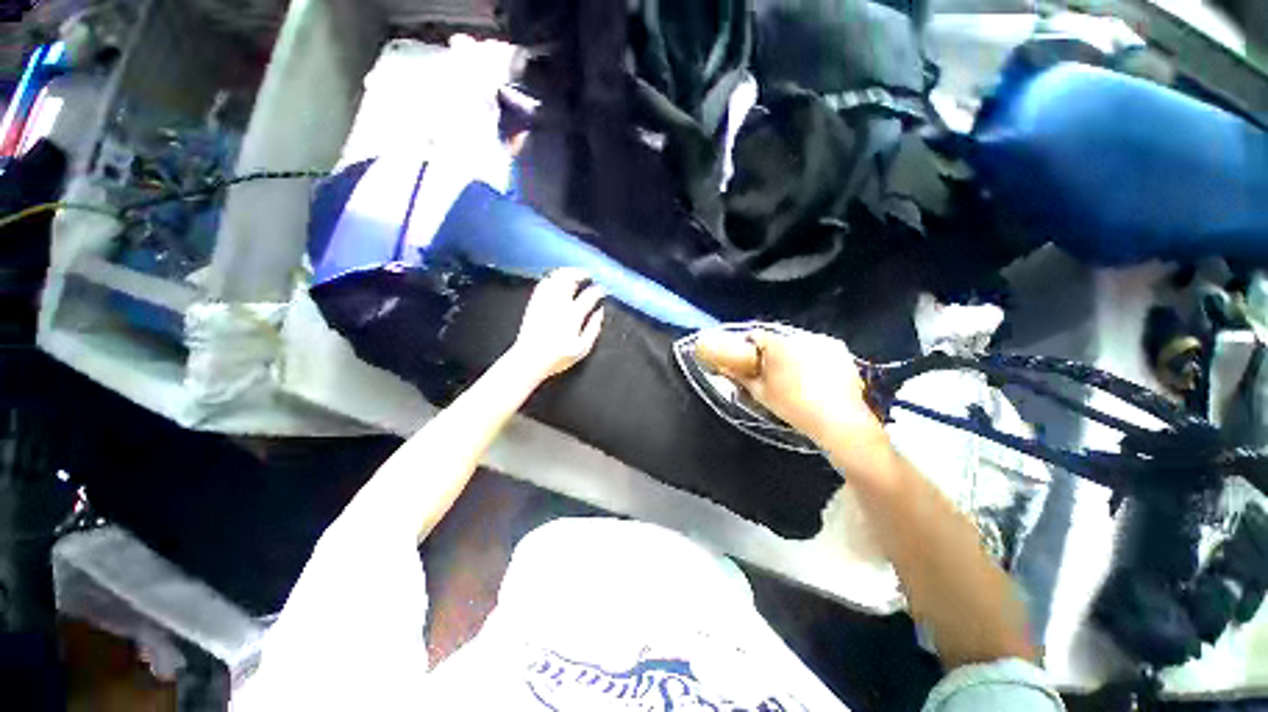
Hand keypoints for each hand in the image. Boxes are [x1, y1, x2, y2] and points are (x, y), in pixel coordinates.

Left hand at [509, 268, 604, 381]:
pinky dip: (552, 278)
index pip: (589, 295)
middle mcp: (558, 304)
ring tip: (574, 274)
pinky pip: (543, 284)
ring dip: (567, 272)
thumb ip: (594, 328)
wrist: (529, 359)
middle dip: (581, 274)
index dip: (598, 290)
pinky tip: (557, 280)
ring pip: (556, 277)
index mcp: (573, 315)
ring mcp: (544, 301)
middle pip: (570, 279)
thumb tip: (600, 312)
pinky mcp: (534, 303)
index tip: (602, 289)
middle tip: (588, 275)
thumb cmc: (558, 357)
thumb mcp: (583, 349)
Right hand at [694, 328, 885, 448]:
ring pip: (799, 342)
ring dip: (793, 352)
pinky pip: (818, 347)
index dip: (749, 346)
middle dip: (773, 351)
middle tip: (771, 370)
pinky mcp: (840, 349)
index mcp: (778, 345)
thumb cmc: (793, 407)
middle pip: (779, 339)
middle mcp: (800, 336)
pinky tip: (815, 376)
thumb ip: (741, 377)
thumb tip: (725, 368)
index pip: (756, 336)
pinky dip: (813, 356)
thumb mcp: (761, 394)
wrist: (838, 420)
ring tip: (795, 375)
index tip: (748, 359)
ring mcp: (823, 341)